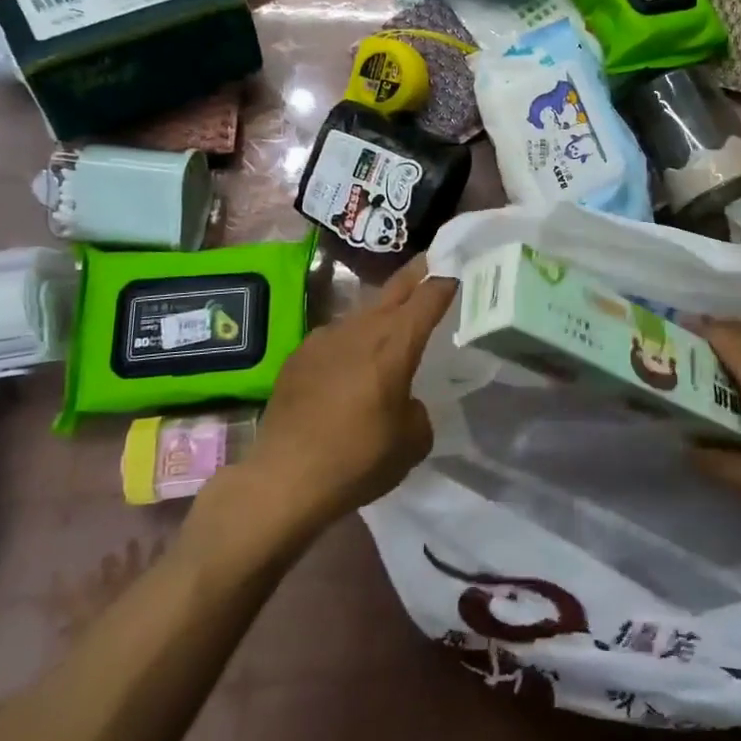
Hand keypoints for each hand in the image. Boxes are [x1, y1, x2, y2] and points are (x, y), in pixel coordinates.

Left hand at [210, 259, 455, 542]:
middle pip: (395, 288)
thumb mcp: (412, 443)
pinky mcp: (298, 356)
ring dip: (380, 315)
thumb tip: (405, 403)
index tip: (458, 271)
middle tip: (431, 262)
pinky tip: (348, 368)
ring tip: (390, 330)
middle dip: (417, 273)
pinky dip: (349, 344)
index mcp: (395, 342)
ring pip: (363, 314)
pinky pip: (334, 338)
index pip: (429, 297)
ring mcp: (324, 338)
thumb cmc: (358, 459)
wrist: (283, 479)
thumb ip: (418, 411)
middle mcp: (360, 329)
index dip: (446, 282)